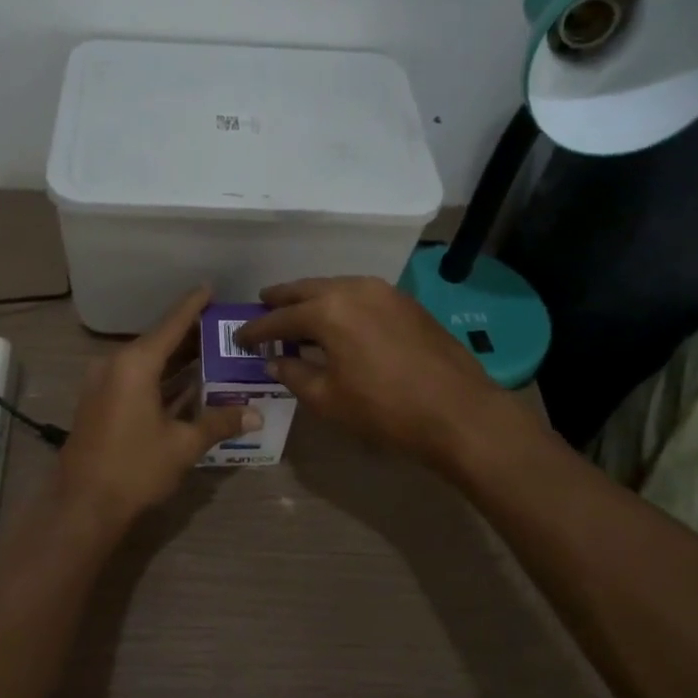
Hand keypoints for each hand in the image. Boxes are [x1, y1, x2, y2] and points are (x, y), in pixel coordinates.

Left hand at [54, 287, 258, 538]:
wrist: (82, 506)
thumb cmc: (134, 468)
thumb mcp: (183, 445)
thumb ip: (219, 423)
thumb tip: (255, 414)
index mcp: (135, 364)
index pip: (171, 325)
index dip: (192, 306)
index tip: (210, 288)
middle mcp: (115, 365)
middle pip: (159, 342)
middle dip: (190, 336)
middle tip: (223, 329)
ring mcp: (103, 384)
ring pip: (147, 362)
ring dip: (176, 360)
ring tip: (212, 353)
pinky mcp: (100, 403)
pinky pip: (136, 379)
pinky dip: (161, 379)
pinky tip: (187, 384)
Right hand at [236, 276, 505, 465]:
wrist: (458, 411)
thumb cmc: (386, 409)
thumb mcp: (329, 399)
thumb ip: (295, 375)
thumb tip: (274, 362)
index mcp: (328, 311)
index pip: (281, 318)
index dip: (257, 330)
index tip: (239, 337)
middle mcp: (353, 289)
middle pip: (306, 289)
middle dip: (282, 299)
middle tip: (262, 306)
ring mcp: (384, 291)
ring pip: (336, 287)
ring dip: (313, 298)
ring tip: (298, 312)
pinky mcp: (405, 302)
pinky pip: (360, 294)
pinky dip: (341, 302)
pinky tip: (338, 320)